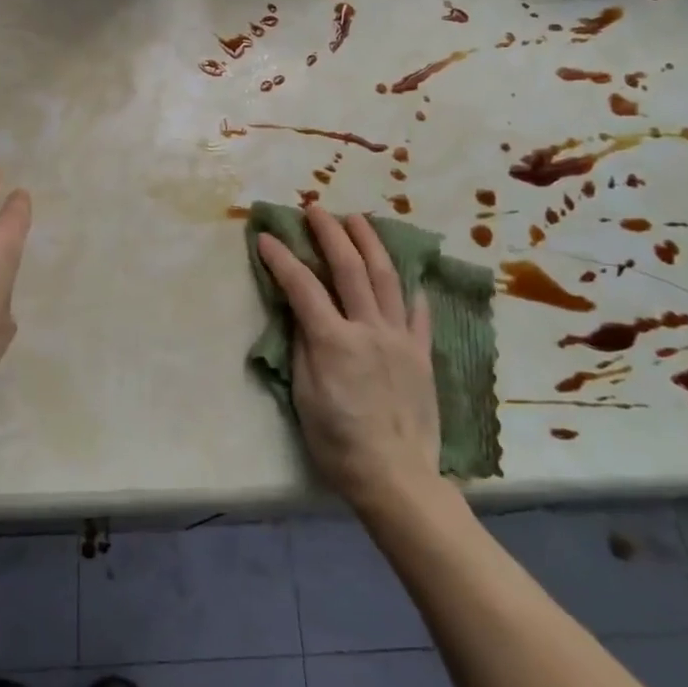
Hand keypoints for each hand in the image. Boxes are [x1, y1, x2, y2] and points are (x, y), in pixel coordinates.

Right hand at [257, 207, 437, 514]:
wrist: (395, 477)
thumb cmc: (338, 443)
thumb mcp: (304, 396)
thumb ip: (302, 346)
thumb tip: (299, 311)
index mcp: (333, 341)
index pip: (302, 286)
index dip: (281, 258)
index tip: (265, 237)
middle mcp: (369, 329)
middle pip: (349, 268)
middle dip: (329, 233)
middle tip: (315, 209)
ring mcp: (400, 338)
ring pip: (386, 277)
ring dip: (370, 242)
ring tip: (358, 218)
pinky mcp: (421, 353)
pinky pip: (417, 311)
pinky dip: (409, 287)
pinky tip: (405, 273)